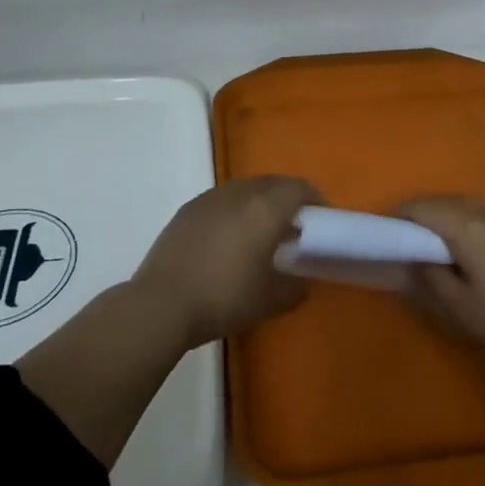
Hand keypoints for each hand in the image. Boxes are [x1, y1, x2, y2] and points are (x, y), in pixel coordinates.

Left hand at [131, 175, 314, 348]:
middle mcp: (240, 193)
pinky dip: (236, 209)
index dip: (315, 199)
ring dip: (261, 201)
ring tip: (263, 229)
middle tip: (296, 223)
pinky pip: (223, 199)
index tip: (322, 217)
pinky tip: (230, 236)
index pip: (299, 189)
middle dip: (288, 198)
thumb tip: (302, 282)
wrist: (162, 302)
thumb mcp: (269, 301)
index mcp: (266, 209)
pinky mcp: (188, 208)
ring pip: (246, 188)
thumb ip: (294, 288)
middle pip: (273, 183)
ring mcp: (210, 198)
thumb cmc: (224, 299)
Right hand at [398, 196, 484, 382]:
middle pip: (450, 202)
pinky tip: (484, 251)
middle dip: (427, 213)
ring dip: (454, 216)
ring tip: (444, 243)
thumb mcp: (465, 312)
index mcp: (469, 229)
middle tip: (413, 238)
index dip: (403, 216)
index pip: (424, 208)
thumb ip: (434, 280)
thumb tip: (414, 259)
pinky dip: (479, 224)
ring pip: (475, 207)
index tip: (390, 233)